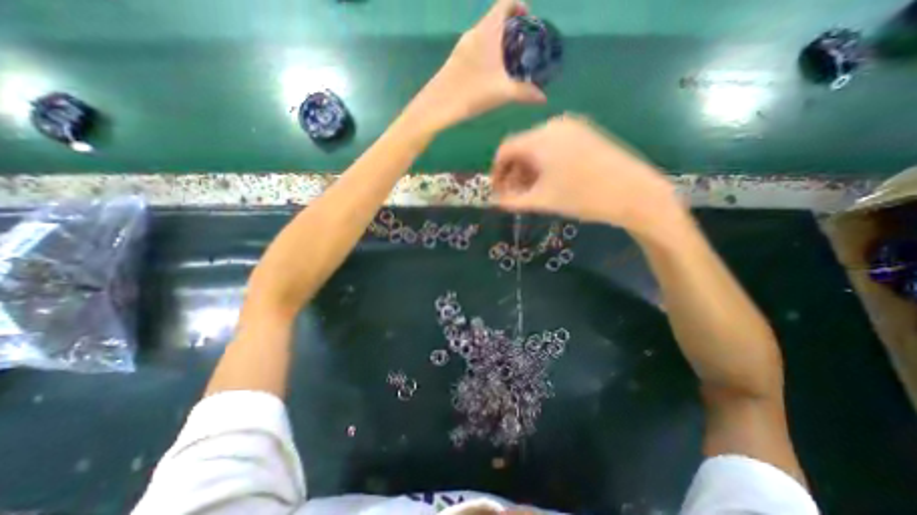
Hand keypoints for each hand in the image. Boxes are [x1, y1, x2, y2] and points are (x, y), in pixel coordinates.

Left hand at [406, 0, 541, 132]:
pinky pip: (476, 49)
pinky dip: (487, 55)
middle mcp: (473, 34)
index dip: (519, 6)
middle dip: (511, 30)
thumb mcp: (502, 92)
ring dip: (498, 44)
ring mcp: (462, 48)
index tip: (529, 20)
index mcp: (486, 32)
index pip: (504, 3)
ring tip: (509, 64)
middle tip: (523, 49)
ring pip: (485, 37)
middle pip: (495, 21)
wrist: (437, 106)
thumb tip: (543, 98)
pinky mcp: (455, 61)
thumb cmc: (471, 93)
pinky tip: (490, 75)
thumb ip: (525, 93)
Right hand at [494, 114, 680, 232]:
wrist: (634, 193)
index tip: (498, 190)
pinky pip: (554, 145)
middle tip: (515, 195)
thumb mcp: (541, 201)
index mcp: (540, 138)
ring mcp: (572, 127)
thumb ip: (512, 201)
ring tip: (532, 190)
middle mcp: (553, 125)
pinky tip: (549, 180)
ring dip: (529, 168)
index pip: (505, 149)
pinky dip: (544, 162)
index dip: (496, 171)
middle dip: (513, 172)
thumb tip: (494, 202)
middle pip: (521, 147)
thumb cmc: (582, 198)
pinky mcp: (585, 133)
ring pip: (537, 146)